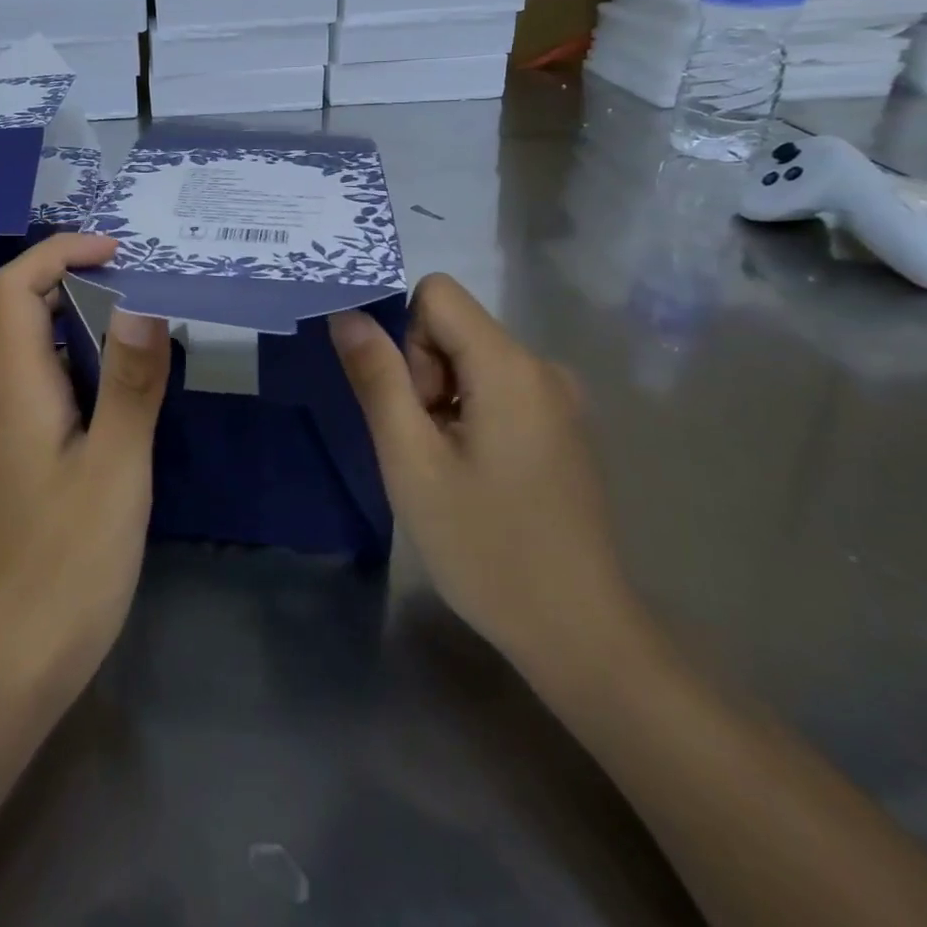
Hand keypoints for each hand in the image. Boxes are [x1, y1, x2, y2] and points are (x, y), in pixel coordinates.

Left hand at [0, 233, 170, 715]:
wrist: (19, 656)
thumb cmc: (68, 562)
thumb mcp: (116, 468)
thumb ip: (132, 384)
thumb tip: (144, 302)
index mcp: (21, 387)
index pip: (15, 287)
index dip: (59, 253)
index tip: (119, 251)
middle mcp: (13, 396)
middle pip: (28, 309)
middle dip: (81, 276)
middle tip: (148, 276)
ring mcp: (24, 427)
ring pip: (48, 347)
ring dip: (93, 318)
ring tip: (154, 314)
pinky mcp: (41, 455)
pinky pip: (64, 384)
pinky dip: (98, 361)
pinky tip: (140, 380)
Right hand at [328, 275, 638, 680]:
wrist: (579, 632)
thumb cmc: (485, 546)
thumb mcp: (411, 461)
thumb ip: (376, 378)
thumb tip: (347, 314)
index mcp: (510, 366)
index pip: (436, 294)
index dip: (406, 340)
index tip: (413, 407)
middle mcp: (543, 367)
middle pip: (454, 328)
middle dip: (423, 374)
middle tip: (426, 449)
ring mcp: (560, 399)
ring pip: (472, 360)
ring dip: (443, 400)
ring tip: (449, 469)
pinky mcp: (564, 427)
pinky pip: (497, 389)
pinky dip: (470, 416)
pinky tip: (476, 476)